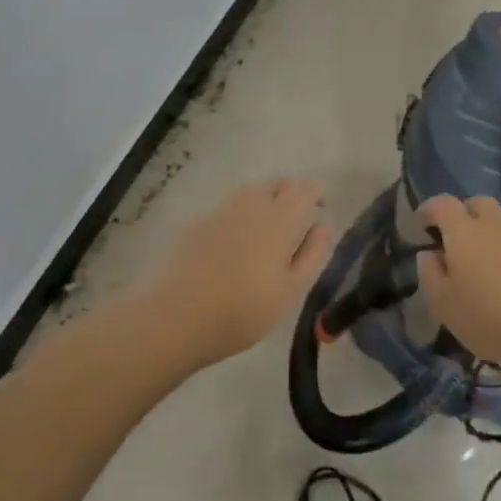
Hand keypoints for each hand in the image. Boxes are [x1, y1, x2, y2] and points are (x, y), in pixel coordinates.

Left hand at [144, 179, 335, 370]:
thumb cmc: (244, 310)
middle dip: (290, 194)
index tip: (321, 207)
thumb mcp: (290, 290)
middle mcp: (252, 204)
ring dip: (265, 201)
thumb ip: (312, 254)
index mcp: (280, 218)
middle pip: (276, 184)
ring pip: (250, 193)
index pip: (304, 188)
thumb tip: (323, 225)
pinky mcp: (197, 224)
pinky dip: (240, 217)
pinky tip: (235, 244)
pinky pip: (228, 210)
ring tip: (267, 230)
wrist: (177, 316)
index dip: (315, 192)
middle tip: (297, 219)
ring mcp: (221, 211)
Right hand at [416, 195, 500, 369]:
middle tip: (454, 237)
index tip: (422, 223)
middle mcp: (494, 226)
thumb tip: (428, 254)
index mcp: (464, 232)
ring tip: (482, 259)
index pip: (443, 204)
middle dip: (463, 213)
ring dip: (489, 231)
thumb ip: (430, 274)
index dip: (430, 209)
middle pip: (478, 203)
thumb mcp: (443, 304)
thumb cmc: (489, 316)